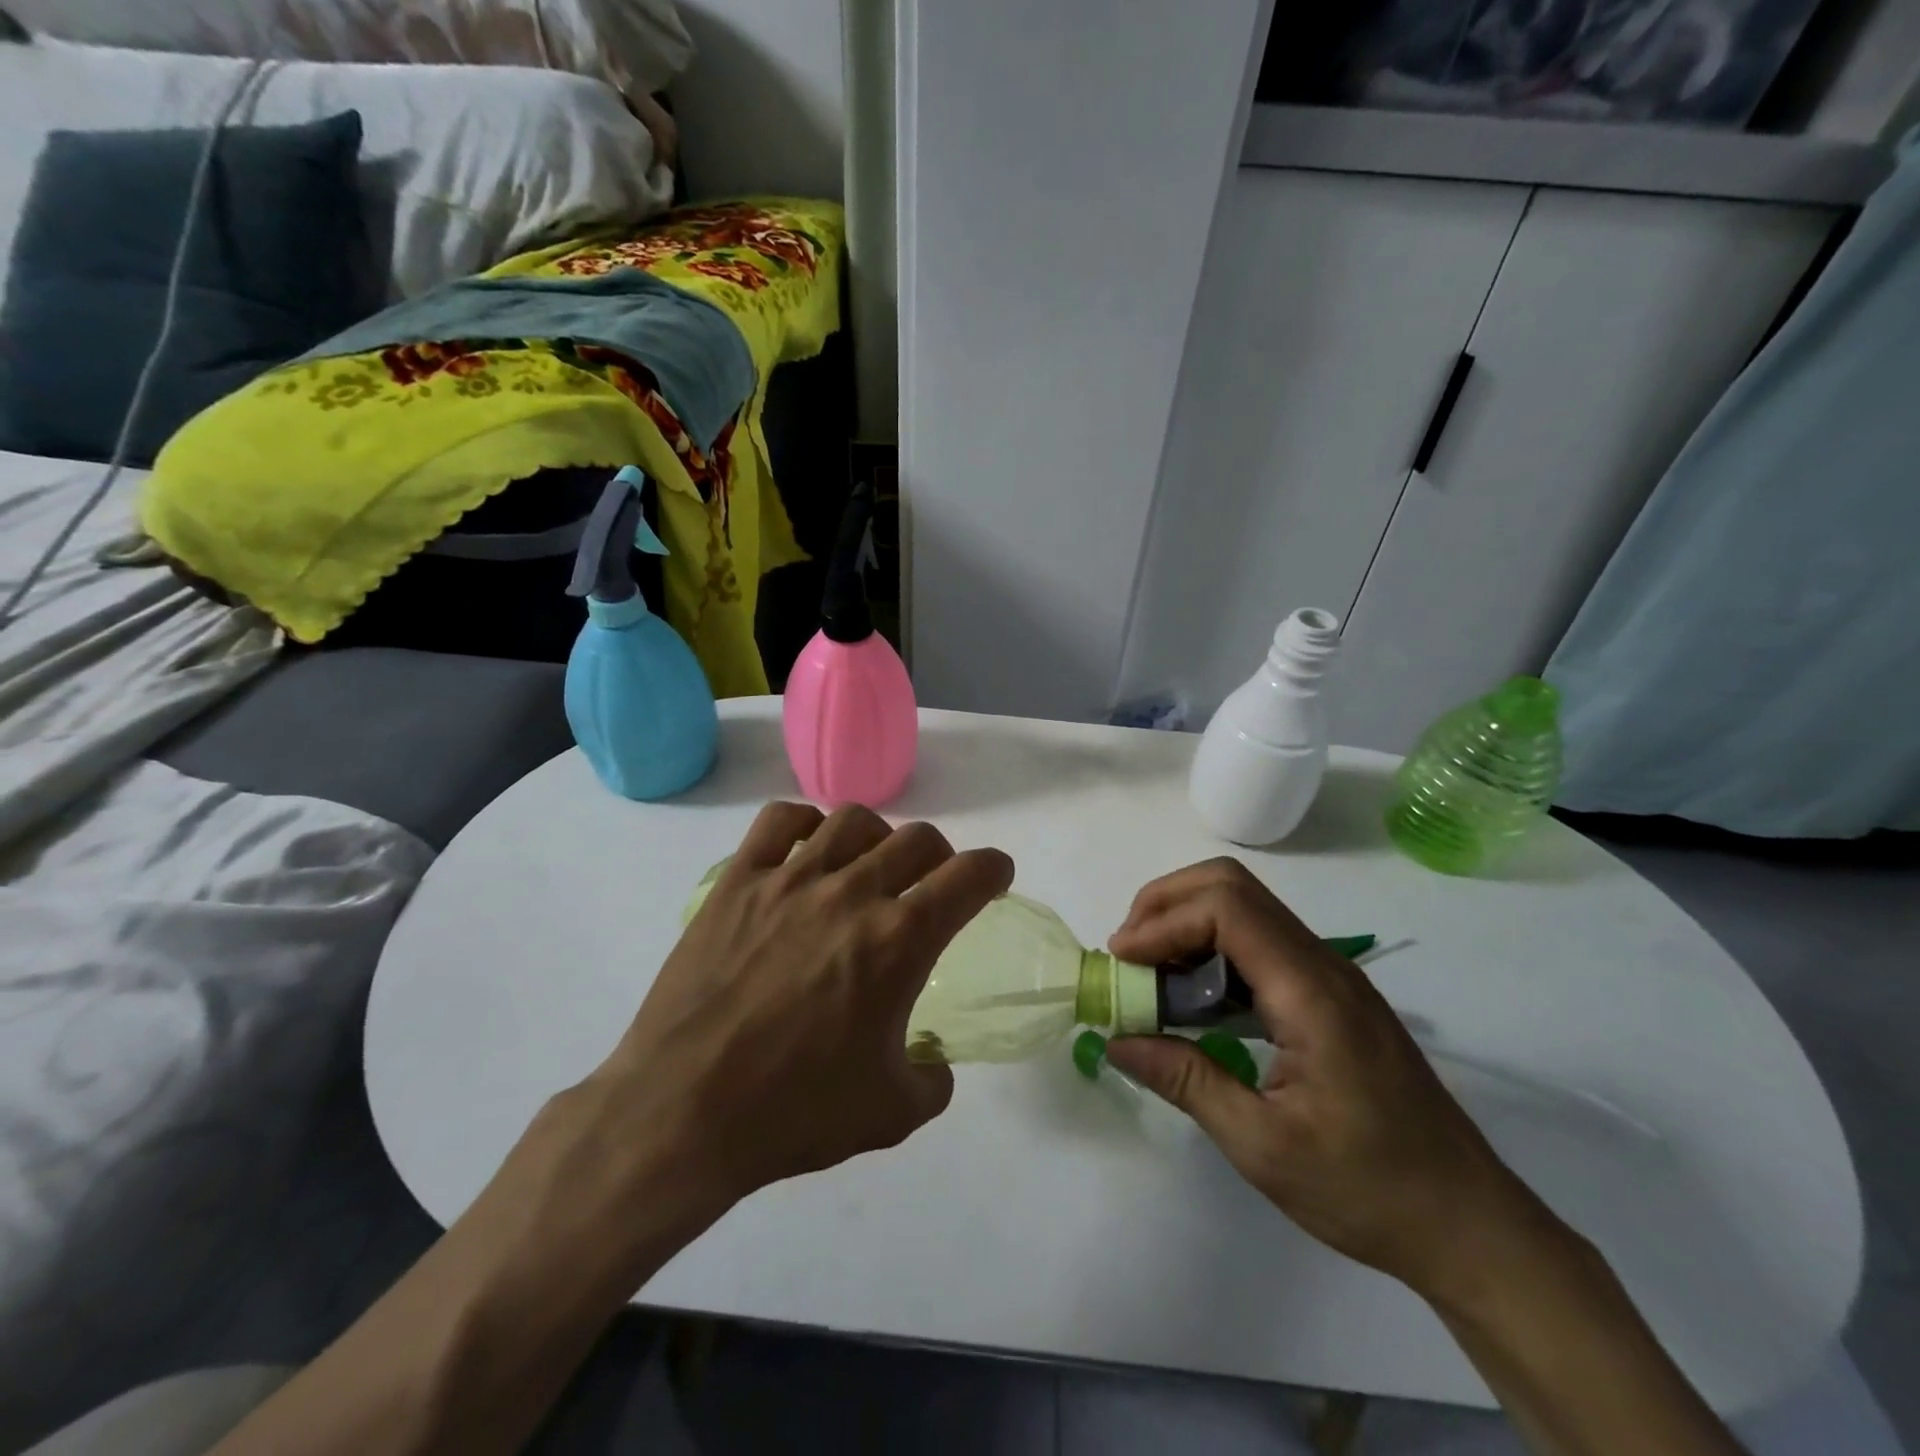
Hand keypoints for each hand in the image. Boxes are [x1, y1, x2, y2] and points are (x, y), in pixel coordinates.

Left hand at [588, 801, 1013, 1205]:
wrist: (683, 1112)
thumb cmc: (794, 1112)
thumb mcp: (892, 1113)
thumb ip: (933, 1079)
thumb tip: (934, 1061)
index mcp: (899, 941)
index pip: (967, 877)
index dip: (993, 869)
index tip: (995, 875)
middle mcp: (851, 893)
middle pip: (916, 839)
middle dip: (939, 857)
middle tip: (932, 882)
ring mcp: (790, 880)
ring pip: (851, 820)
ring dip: (877, 836)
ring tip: (869, 864)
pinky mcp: (738, 882)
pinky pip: (779, 821)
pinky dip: (804, 823)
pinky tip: (807, 849)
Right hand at [1105, 859, 1546, 1302]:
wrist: (1471, 1226)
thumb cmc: (1369, 1190)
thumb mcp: (1264, 1146)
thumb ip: (1187, 1081)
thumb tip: (1116, 1041)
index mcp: (1310, 991)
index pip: (1226, 908)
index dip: (1162, 921)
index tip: (1121, 962)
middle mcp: (1322, 964)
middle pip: (1232, 887)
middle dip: (1167, 905)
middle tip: (1129, 954)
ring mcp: (1330, 976)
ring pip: (1246, 908)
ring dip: (1187, 924)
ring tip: (1150, 975)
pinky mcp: (1330, 996)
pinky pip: (1260, 943)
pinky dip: (1212, 950)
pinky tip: (1193, 1000)